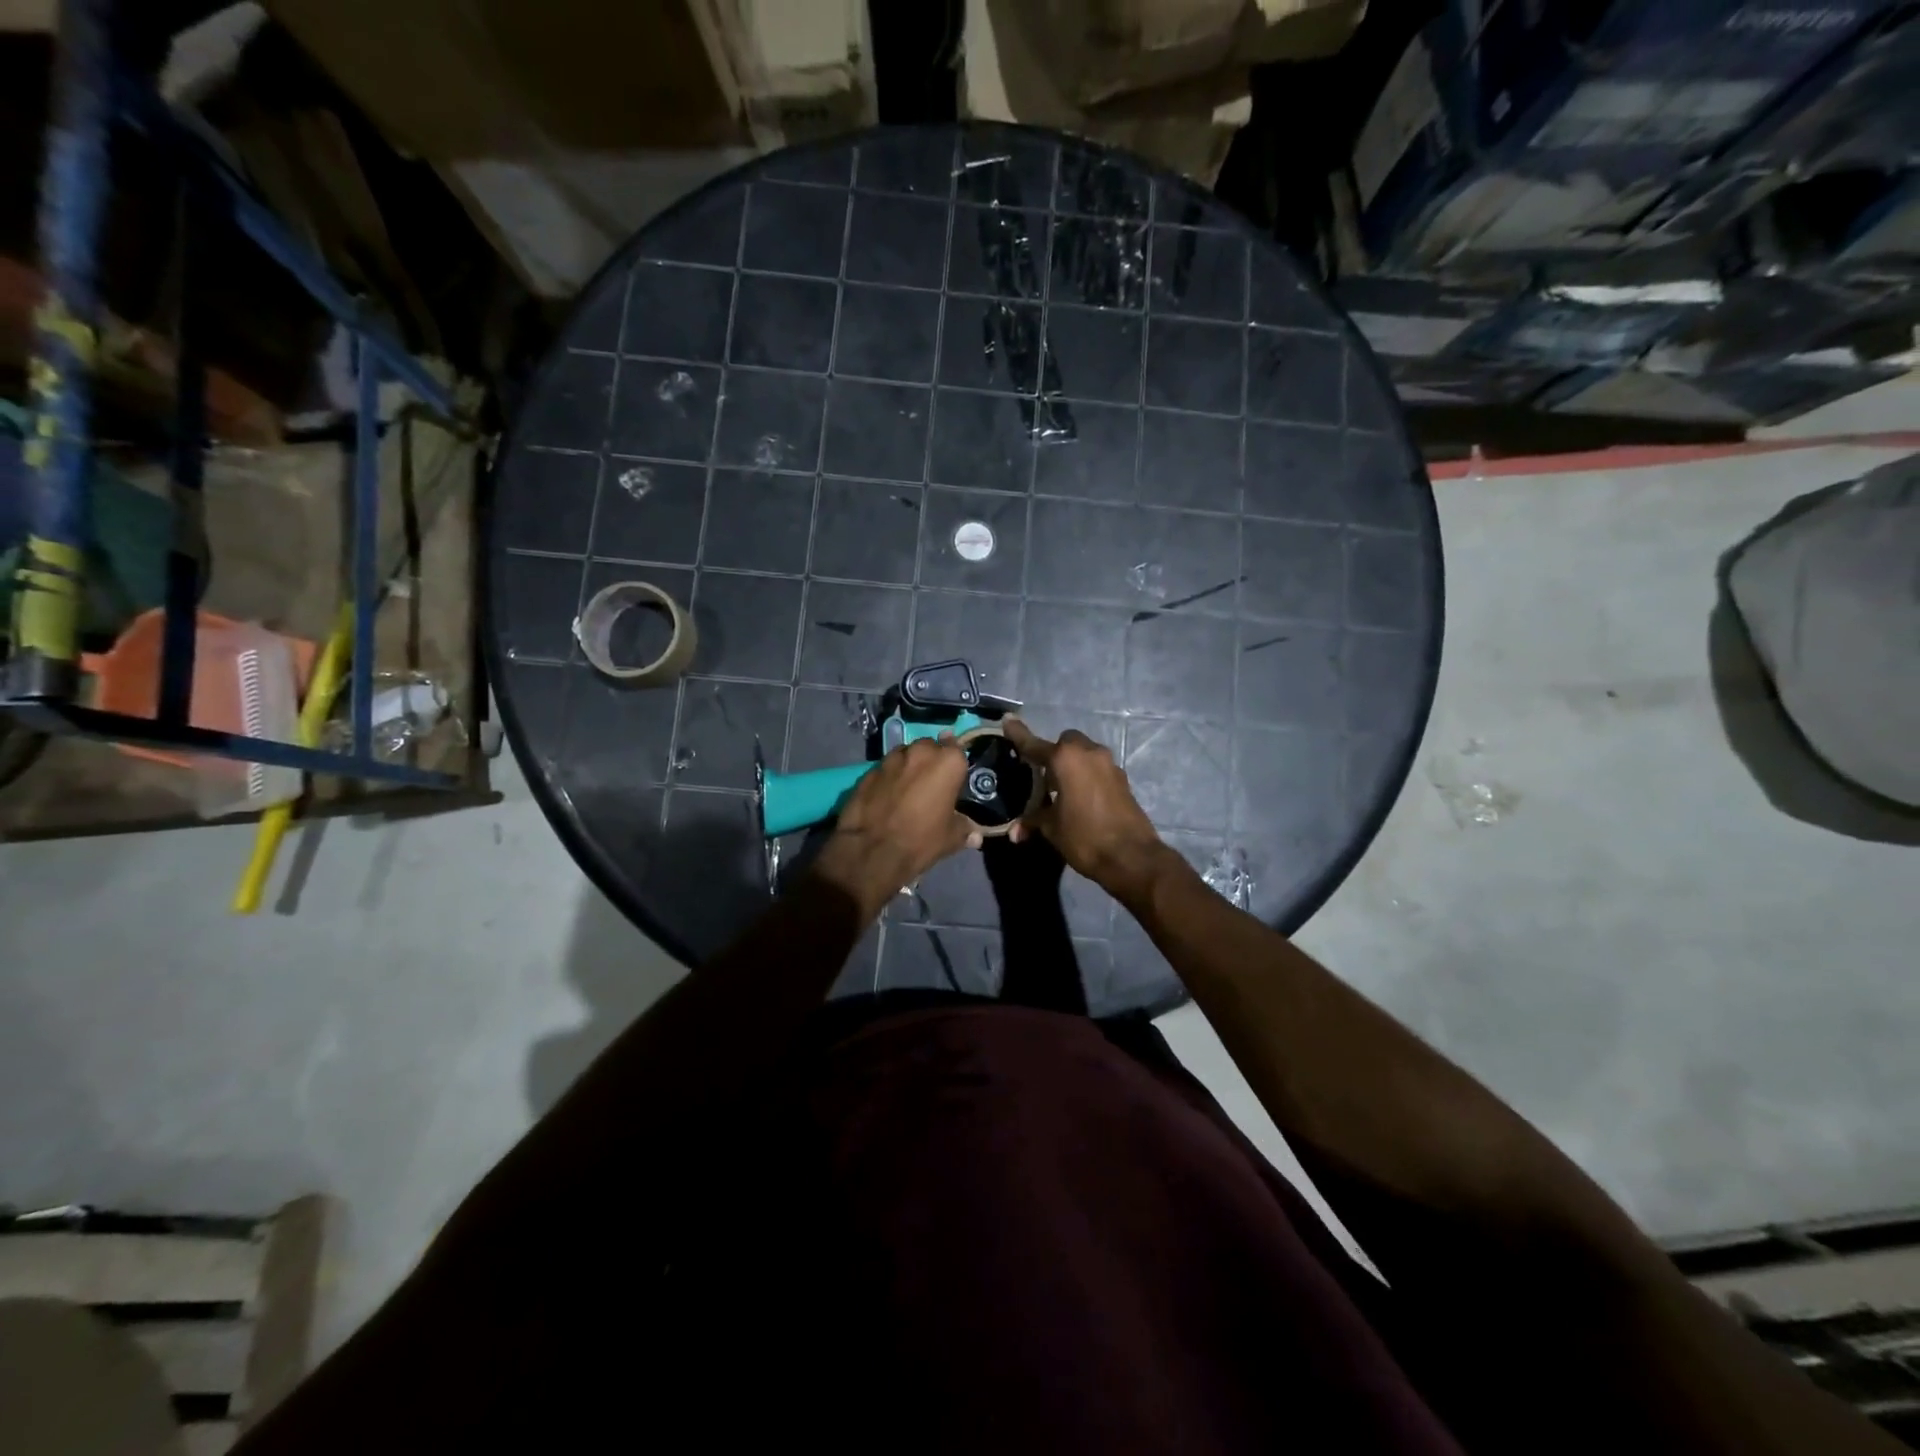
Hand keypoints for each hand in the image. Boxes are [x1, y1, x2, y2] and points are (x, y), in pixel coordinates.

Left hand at [811, 737, 978, 920]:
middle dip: (931, 761)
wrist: (872, 850)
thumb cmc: (922, 839)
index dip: (955, 764)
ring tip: (908, 789)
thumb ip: (964, 829)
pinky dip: (889, 778)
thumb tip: (976, 836)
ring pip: (905, 755)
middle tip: (932, 784)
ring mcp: (891, 759)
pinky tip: (887, 796)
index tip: (955, 777)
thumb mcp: (951, 838)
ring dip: (909, 767)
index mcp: (947, 761)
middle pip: (929, 748)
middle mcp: (920, 752)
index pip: (957, 749)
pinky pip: (885, 769)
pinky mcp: (868, 771)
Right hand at [1002, 719, 1170, 903]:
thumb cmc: (1084, 837)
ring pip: (1084, 754)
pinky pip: (1097, 769)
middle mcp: (1089, 753)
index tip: (1007, 720)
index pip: (1034, 744)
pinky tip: (1080, 799)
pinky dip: (1086, 776)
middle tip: (1041, 776)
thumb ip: (1033, 821)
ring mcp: (1109, 765)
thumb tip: (1015, 831)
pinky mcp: (1122, 780)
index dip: (1018, 735)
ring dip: (1072, 765)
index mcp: (1066, 759)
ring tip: (1060, 790)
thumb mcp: (1052, 829)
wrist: (1131, 857)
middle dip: (1052, 754)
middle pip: (1065, 743)